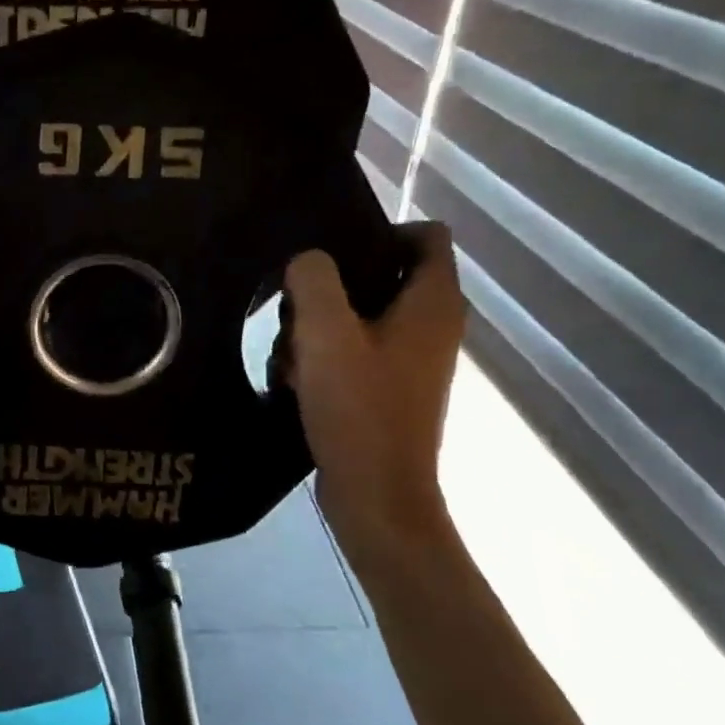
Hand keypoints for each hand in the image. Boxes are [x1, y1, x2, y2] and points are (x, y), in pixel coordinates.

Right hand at [279, 222, 464, 546]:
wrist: (376, 494)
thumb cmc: (357, 408)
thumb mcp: (325, 334)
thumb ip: (314, 281)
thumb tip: (307, 262)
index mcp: (432, 303)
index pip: (426, 235)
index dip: (380, 230)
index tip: (331, 252)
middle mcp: (434, 326)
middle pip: (385, 275)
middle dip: (335, 285)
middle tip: (297, 303)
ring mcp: (414, 361)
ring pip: (364, 316)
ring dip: (323, 326)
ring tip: (291, 348)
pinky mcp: (393, 389)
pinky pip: (358, 351)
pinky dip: (328, 357)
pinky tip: (297, 379)